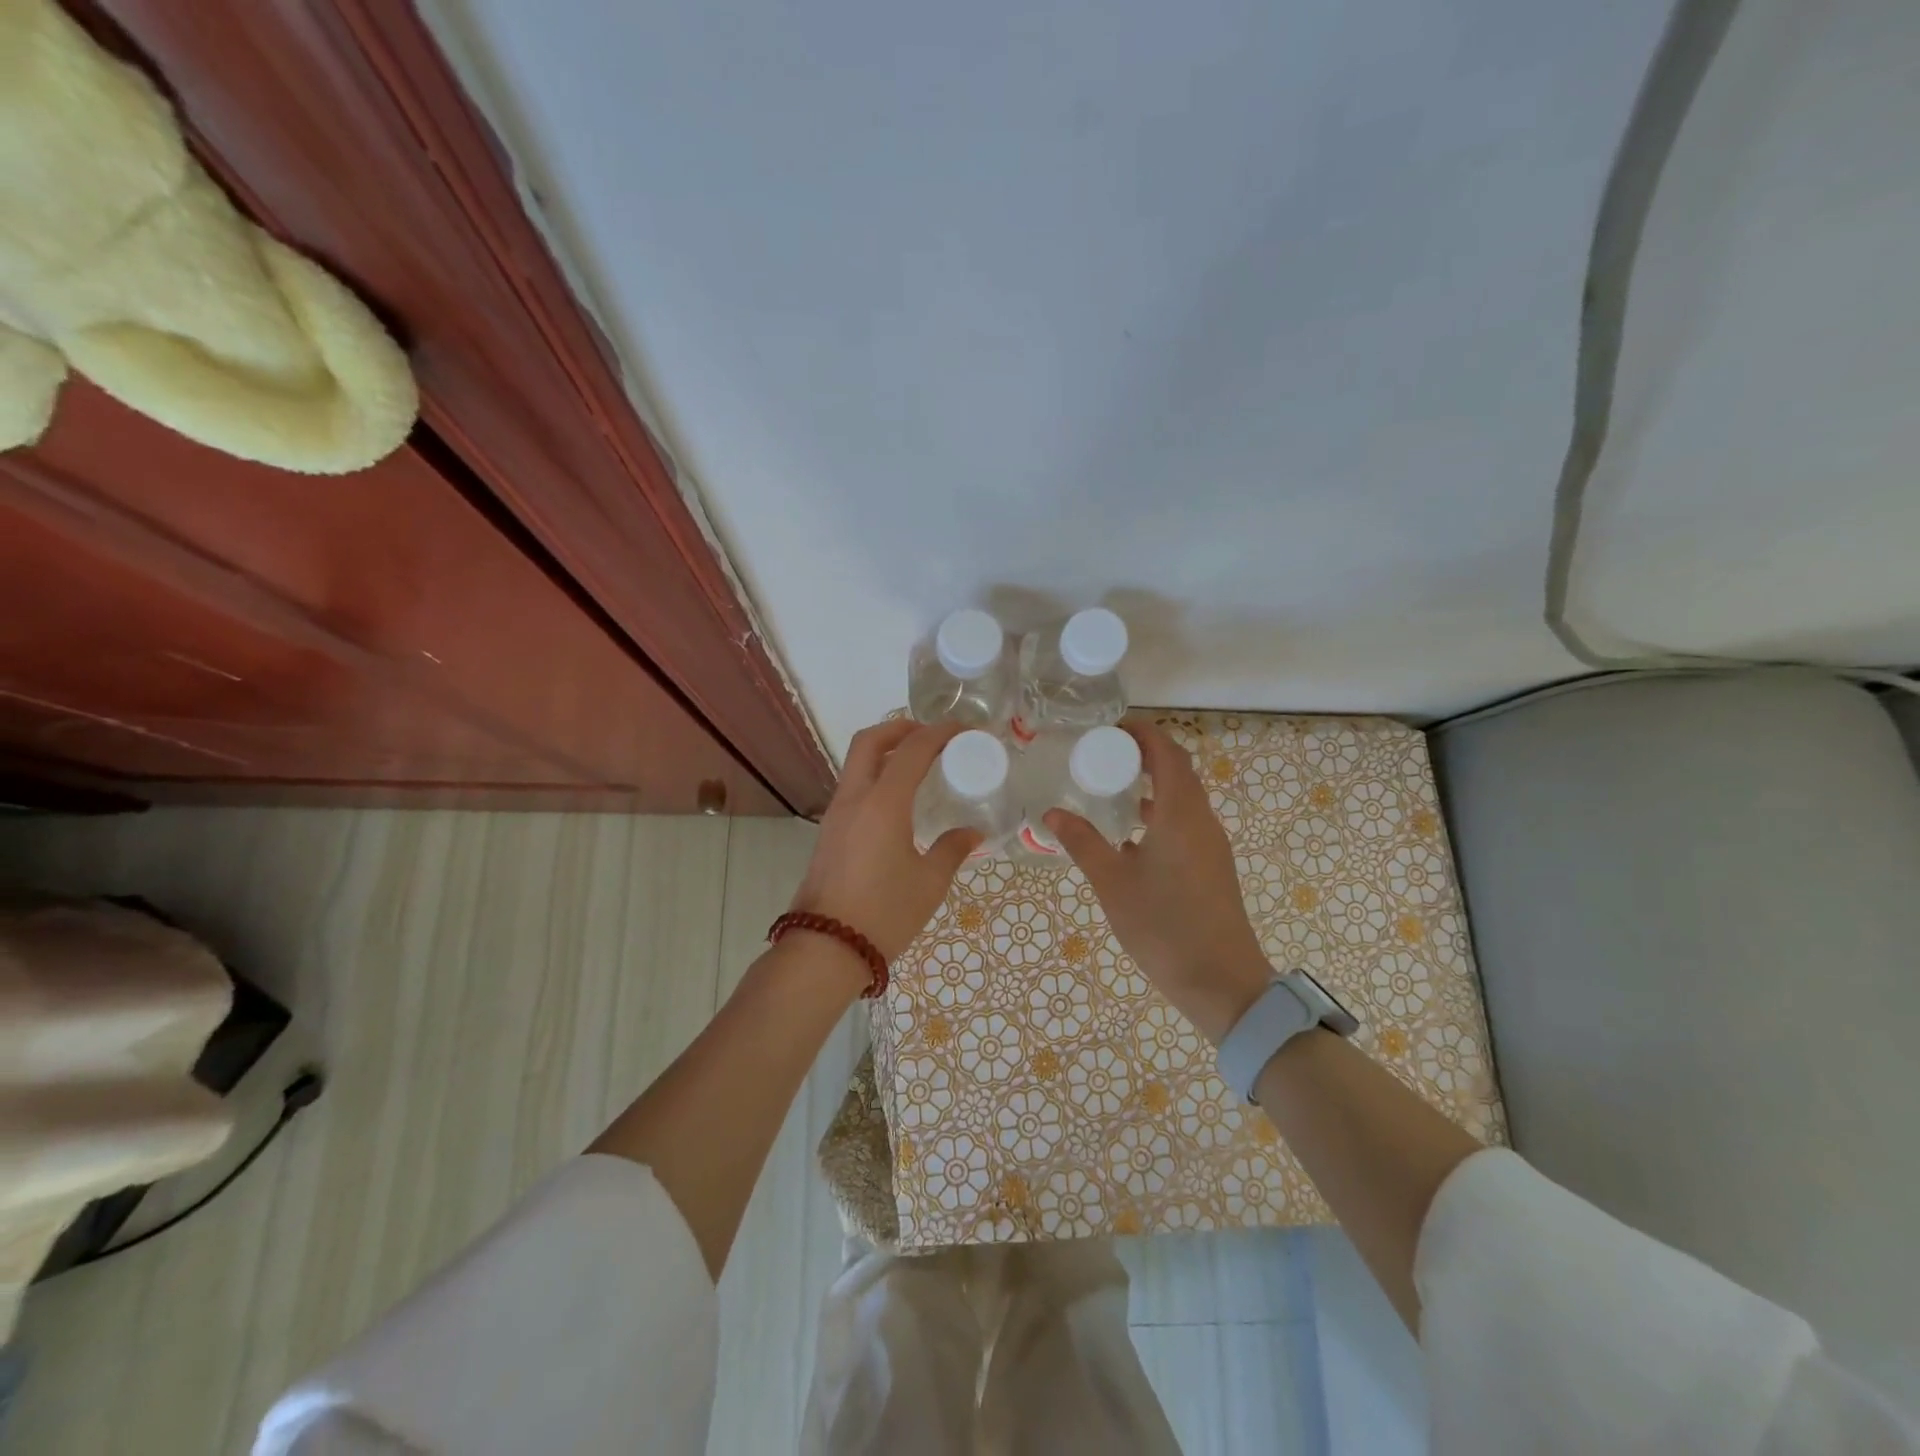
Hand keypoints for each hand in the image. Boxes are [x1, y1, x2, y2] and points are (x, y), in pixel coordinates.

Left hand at [788, 720, 980, 961]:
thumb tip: (972, 833)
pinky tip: (898, 799)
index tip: (964, 730)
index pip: (912, 749)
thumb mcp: (929, 883)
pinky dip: (876, 776)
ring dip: (885, 751)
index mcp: (883, 803)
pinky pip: (853, 787)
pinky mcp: (829, 832)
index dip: (940, 732)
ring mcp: (836, 815)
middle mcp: (854, 799)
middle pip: (870, 741)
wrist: (826, 949)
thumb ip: (952, 849)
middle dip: (900, 728)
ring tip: (918, 765)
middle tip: (931, 736)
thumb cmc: (884, 913)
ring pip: (856, 763)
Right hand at [1045, 719, 1270, 1043]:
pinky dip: (1162, 811)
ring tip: (1112, 789)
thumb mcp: (1113, 883)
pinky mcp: (1213, 865)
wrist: (1223, 982)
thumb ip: (1083, 843)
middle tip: (1103, 755)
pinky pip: (1187, 820)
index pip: (1167, 752)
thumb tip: (1051, 813)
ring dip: (1154, 783)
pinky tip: (1133, 834)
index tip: (1110, 729)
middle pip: (1179, 769)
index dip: (1142, 733)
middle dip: (1144, 754)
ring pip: (1185, 797)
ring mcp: (1212, 844)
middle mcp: (1202, 819)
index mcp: (1181, 813)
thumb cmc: (1164, 927)